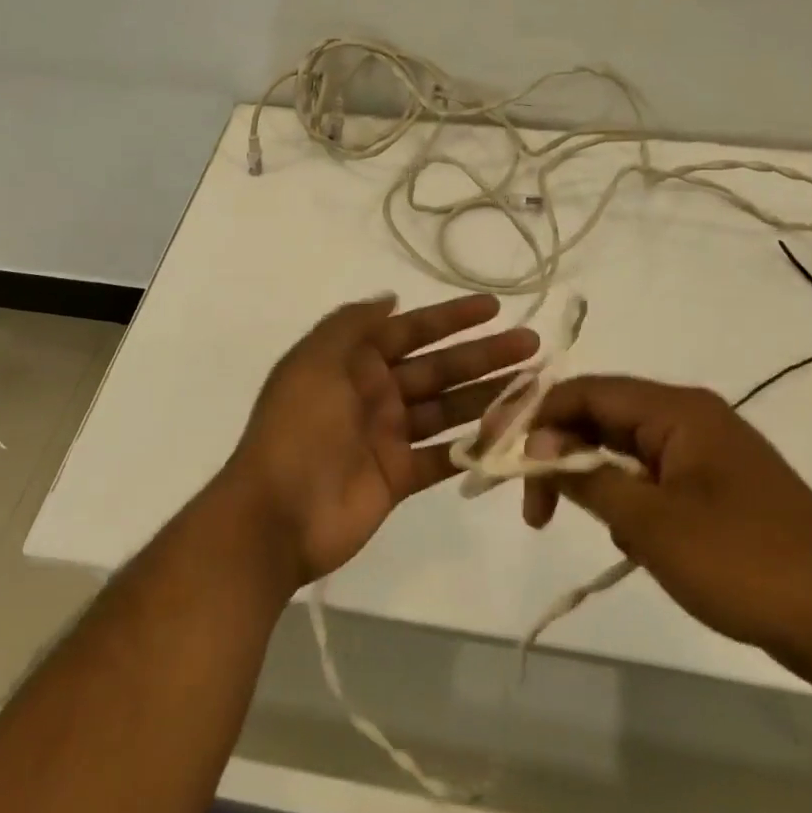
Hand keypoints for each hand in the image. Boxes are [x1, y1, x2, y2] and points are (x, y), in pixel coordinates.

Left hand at [222, 293, 536, 585]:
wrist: (276, 514)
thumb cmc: (298, 427)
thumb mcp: (315, 360)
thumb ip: (352, 324)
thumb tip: (390, 298)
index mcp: (354, 362)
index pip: (412, 331)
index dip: (452, 318)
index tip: (494, 307)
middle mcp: (376, 393)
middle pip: (439, 368)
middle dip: (484, 355)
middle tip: (532, 345)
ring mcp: (389, 436)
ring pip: (448, 409)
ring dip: (488, 396)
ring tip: (534, 386)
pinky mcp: (400, 476)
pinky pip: (444, 456)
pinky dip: (474, 447)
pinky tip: (511, 435)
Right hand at [515, 375, 811, 658]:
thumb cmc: (744, 563)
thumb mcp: (650, 523)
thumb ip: (586, 477)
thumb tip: (536, 448)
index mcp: (677, 409)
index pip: (586, 392)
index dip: (536, 418)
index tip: (501, 459)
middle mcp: (691, 417)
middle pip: (604, 417)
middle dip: (560, 453)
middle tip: (533, 507)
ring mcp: (709, 452)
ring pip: (626, 449)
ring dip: (592, 478)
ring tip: (575, 523)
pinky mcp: (720, 487)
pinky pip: (654, 475)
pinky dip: (626, 497)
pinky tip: (626, 538)